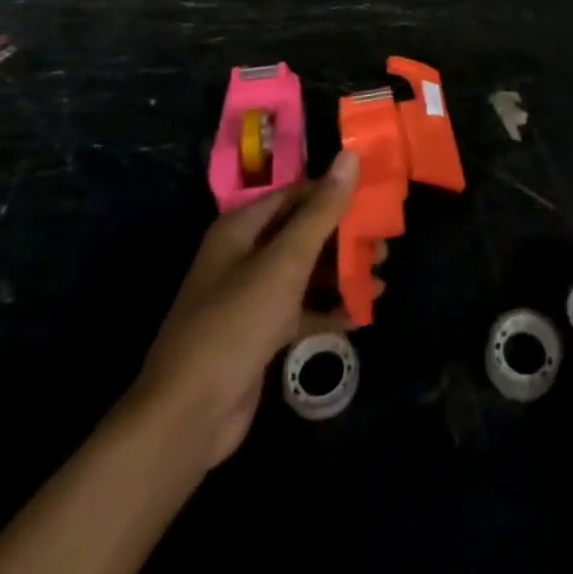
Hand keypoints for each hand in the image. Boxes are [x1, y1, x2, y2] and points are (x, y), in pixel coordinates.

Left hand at [124, 150, 361, 471]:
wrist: (187, 418)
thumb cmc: (236, 323)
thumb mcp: (285, 262)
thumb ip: (322, 211)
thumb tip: (350, 155)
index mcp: (241, 229)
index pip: (296, 195)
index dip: (335, 193)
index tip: (375, 197)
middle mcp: (244, 256)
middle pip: (303, 234)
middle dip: (344, 238)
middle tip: (385, 244)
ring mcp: (251, 297)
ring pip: (305, 273)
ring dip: (341, 274)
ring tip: (380, 279)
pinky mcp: (260, 335)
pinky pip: (302, 311)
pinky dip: (329, 310)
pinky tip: (362, 315)